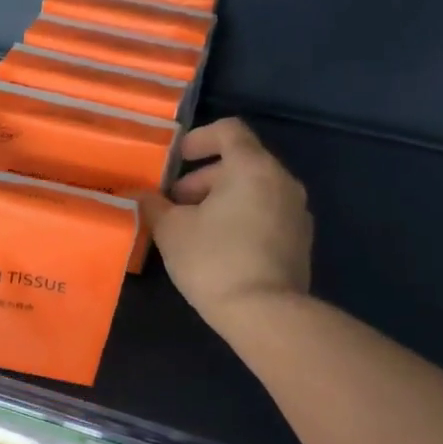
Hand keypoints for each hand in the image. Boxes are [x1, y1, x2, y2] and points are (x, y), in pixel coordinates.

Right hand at [140, 118, 314, 330]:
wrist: (265, 313)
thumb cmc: (213, 260)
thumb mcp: (171, 230)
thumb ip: (154, 205)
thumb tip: (143, 196)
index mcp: (253, 168)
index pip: (229, 130)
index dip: (199, 138)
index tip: (177, 160)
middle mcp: (282, 181)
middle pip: (241, 163)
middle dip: (203, 178)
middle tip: (175, 204)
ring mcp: (296, 212)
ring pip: (254, 190)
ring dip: (221, 200)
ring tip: (193, 228)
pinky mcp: (299, 241)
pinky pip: (266, 214)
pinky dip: (241, 218)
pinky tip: (218, 248)